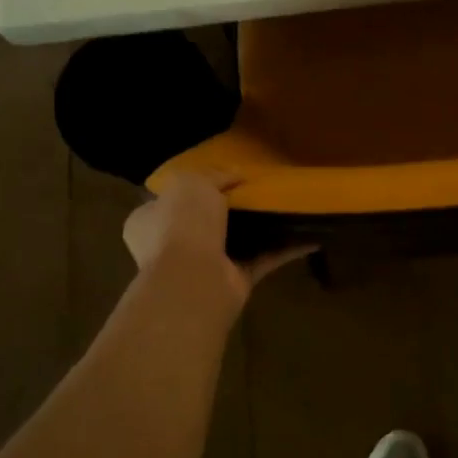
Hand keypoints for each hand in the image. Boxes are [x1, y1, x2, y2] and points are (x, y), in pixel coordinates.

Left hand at [123, 172, 313, 310]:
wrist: (194, 277)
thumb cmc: (182, 223)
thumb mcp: (192, 182)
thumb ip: (214, 175)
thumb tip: (236, 175)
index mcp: (148, 221)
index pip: (168, 200)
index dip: (193, 188)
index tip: (222, 177)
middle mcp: (172, 245)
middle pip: (205, 221)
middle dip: (230, 209)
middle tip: (258, 188)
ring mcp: (203, 266)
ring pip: (236, 241)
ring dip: (259, 229)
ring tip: (286, 206)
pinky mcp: (234, 282)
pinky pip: (263, 260)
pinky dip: (284, 250)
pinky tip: (309, 236)